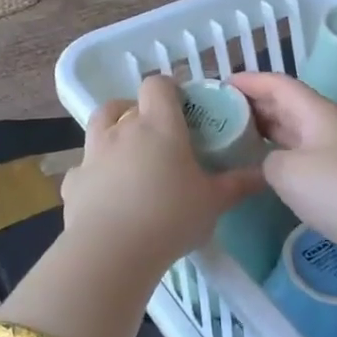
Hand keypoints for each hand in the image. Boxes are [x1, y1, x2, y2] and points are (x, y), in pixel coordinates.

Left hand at [61, 77, 262, 281]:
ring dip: (111, 132)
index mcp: (158, 125)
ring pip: (98, 126)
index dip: (169, 89)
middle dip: (138, 111)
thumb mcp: (214, 202)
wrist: (111, 251)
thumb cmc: (170, 217)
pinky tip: (105, 195)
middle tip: (156, 135)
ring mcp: (92, 154)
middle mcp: (122, 130)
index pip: (158, 85)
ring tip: (128, 156)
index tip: (182, 107)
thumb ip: (238, 184)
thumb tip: (263, 173)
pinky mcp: (73, 182)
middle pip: (124, 103)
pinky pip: (84, 167)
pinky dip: (94, 174)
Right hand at [227, 72, 336, 300]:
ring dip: (267, 132)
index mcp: (316, 111)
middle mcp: (330, 124)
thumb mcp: (288, 173)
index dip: (248, 80)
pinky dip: (283, 155)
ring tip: (235, 140)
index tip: (217, 85)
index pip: (277, 83)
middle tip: (219, 115)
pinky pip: (307, 155)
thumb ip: (266, 160)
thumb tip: (268, 162)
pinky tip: (268, 170)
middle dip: (254, 105)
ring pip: (297, 131)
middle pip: (287, 105)